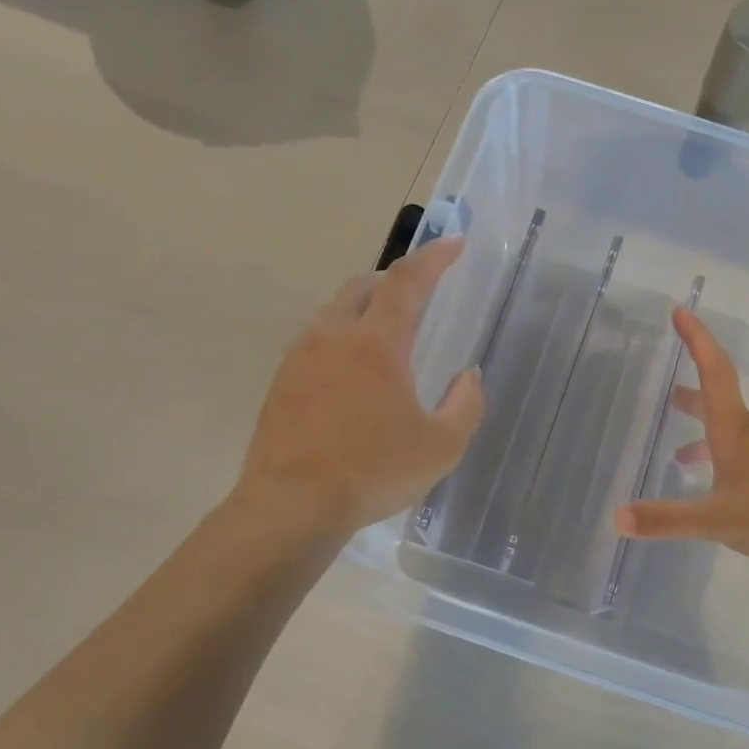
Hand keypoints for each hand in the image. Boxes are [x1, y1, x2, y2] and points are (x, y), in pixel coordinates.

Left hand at [235, 238, 484, 539]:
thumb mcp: (441, 446)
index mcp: (376, 343)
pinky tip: (349, 377)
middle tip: (416, 298)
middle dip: (392, 281)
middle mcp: (333, 336)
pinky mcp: (280, 382)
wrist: (291, 506)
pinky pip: (314, 342)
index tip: (454, 243)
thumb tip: (468, 375)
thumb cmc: (373, 472)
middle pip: (362, 286)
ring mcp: (299, 357)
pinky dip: (339, 340)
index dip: (434, 258)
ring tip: (383, 339)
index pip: (407, 282)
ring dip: (363, 310)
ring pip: (333, 312)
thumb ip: (465, 404)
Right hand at [614, 310, 748, 564]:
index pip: (713, 372)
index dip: (696, 340)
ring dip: (708, 437)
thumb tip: (617, 518)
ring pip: (736, 433)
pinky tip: (729, 490)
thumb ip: (666, 520)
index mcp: (734, 432)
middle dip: (693, 397)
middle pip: (720, 402)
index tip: (681, 311)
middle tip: (672, 395)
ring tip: (685, 457)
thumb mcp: (716, 521)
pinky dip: (730, 459)